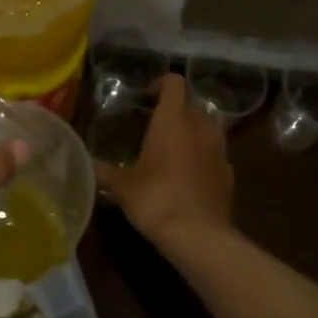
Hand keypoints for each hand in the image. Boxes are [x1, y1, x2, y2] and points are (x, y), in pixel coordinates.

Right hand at [94, 73, 235, 245]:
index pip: (174, 82)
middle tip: (157, 125)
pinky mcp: (229, 173)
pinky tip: (191, 175)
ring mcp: (219, 149)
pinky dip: (205, 156)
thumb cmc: (156, 198)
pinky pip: (217, 154)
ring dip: (194, 130)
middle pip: (192, 103)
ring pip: (209, 126)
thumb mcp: (122, 186)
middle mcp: (199, 126)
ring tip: (176, 148)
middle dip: (177, 109)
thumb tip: (87, 164)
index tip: (147, 99)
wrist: (198, 235)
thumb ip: (105, 171)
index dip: (160, 84)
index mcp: (172, 119)